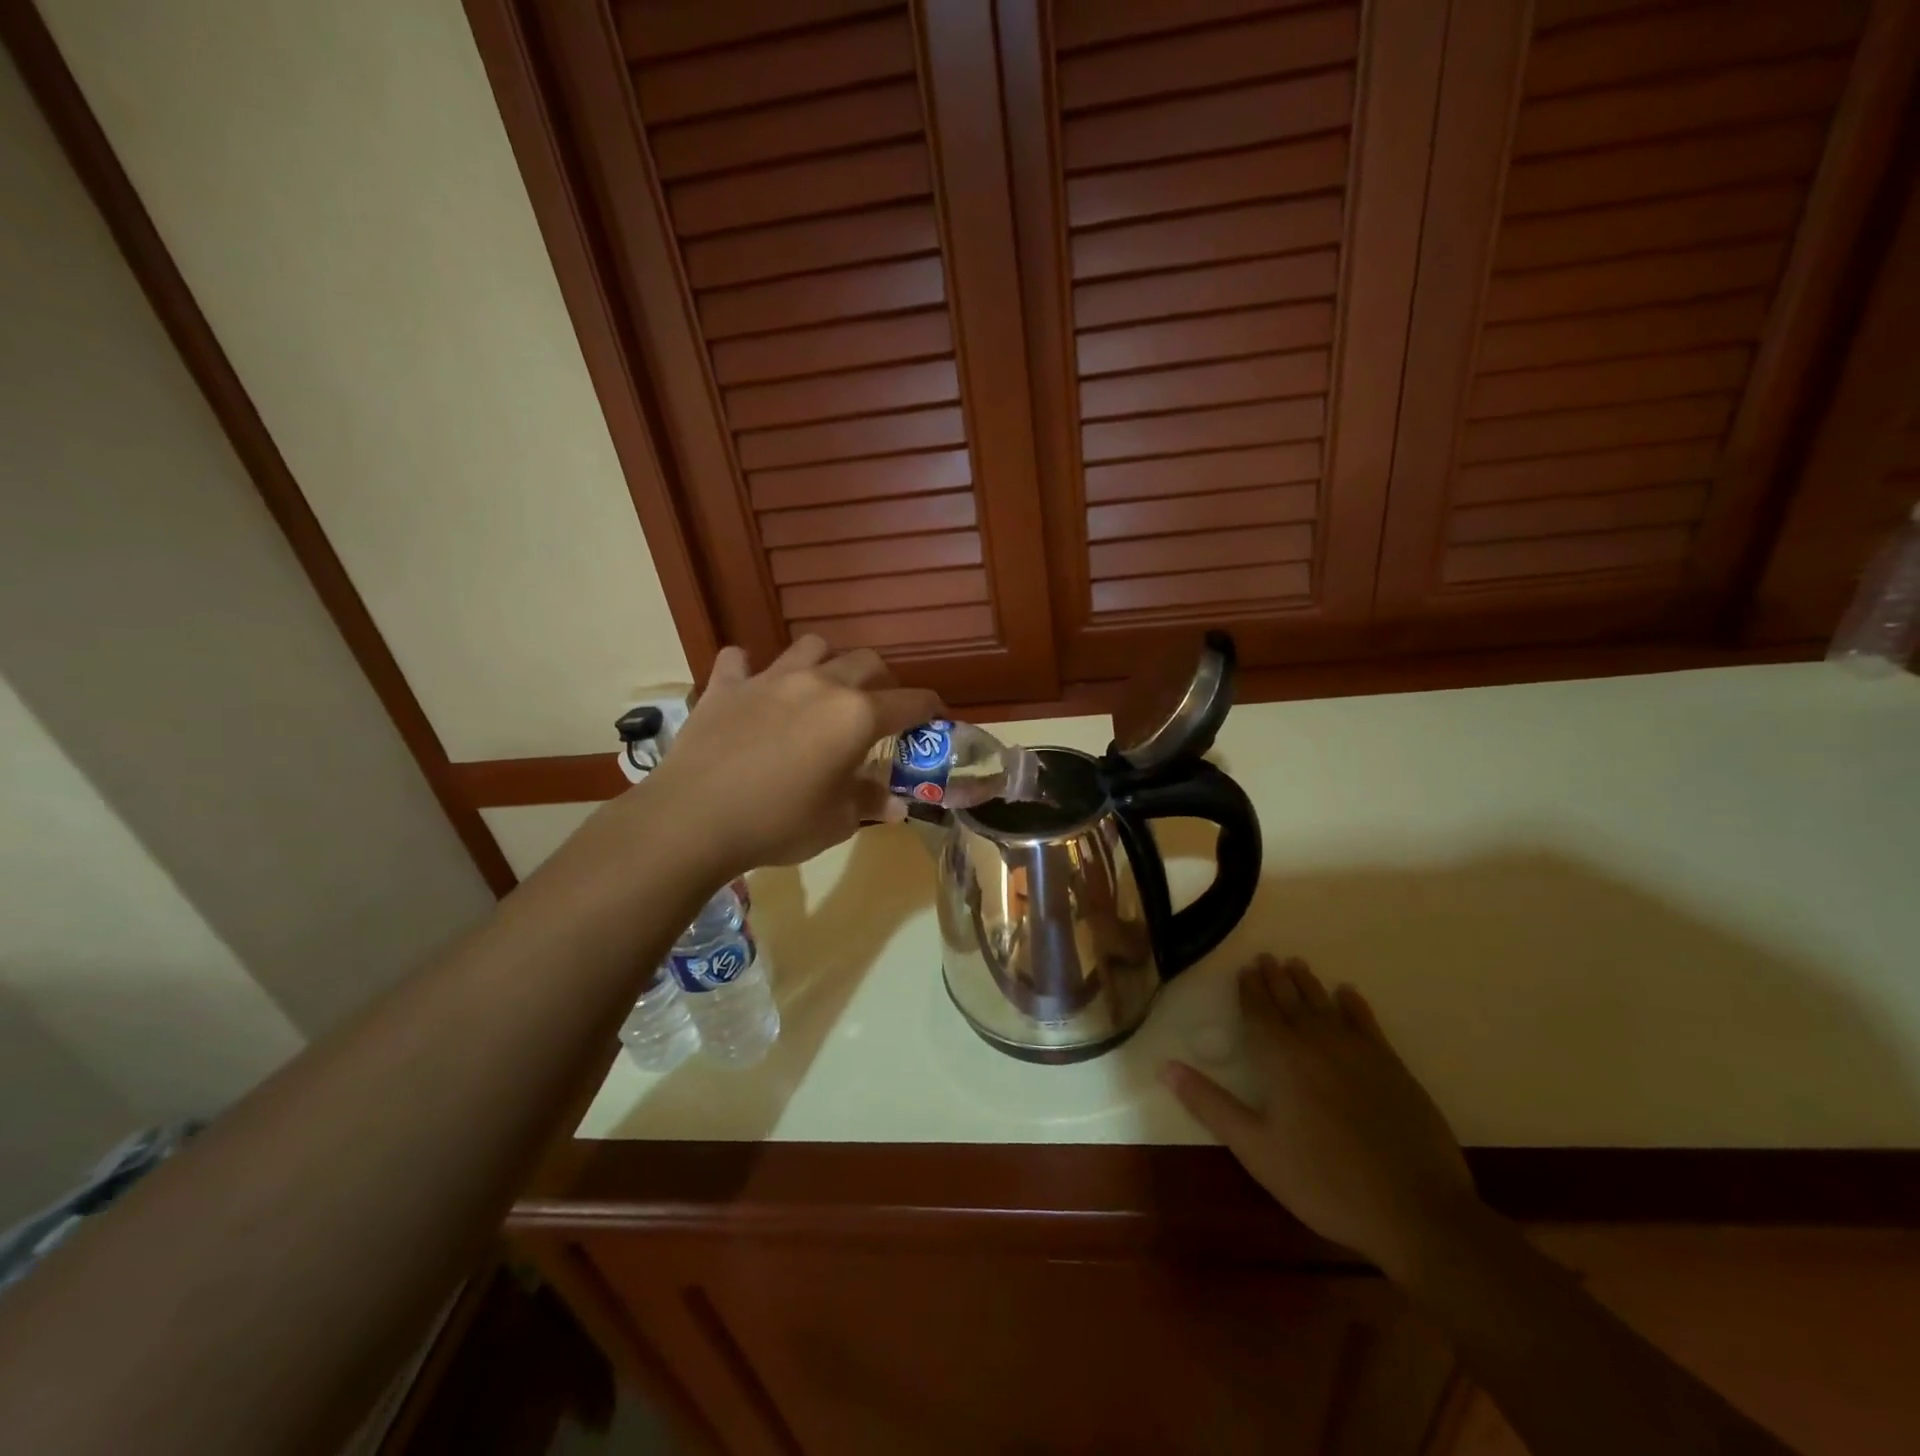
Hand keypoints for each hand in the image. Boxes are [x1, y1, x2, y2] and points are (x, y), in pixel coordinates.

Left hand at [642, 636, 943, 880]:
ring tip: (822, 687)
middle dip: (883, 680)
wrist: (694, 819)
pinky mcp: (726, 685)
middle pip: (867, 661)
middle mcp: (820, 684)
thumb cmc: (778, 823)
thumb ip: (869, 802)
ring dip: (826, 662)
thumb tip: (895, 804)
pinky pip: (740, 660)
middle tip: (879, 707)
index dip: (930, 708)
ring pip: (811, 646)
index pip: (909, 702)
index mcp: (855, 716)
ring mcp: (770, 678)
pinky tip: (751, 687)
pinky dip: (750, 668)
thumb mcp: (836, 822)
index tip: (936, 716)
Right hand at [1163, 955, 1478, 1276]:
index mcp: (1280, 1059)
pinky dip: (1354, 1005)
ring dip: (1307, 984)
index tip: (1244, 969)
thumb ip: (1210, 1105)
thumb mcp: (1256, 1149)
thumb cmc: (1324, 1182)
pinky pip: (1367, 1023)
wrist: (1416, 1211)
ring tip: (1296, 965)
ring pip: (1325, 1005)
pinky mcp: (1392, 1067)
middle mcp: (1316, 1043)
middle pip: (1290, 1001)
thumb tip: (1165, 1067)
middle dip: (1275, 979)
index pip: (1259, 1012)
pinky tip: (1347, 994)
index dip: (1249, 990)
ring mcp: (1358, 1052)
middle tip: (1267, 957)